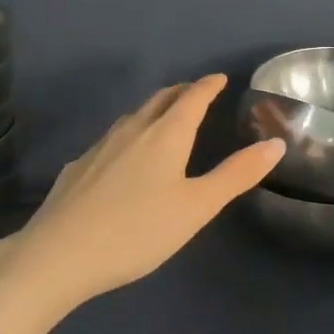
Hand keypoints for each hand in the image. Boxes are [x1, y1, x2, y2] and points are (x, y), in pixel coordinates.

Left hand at [0, 74, 282, 315]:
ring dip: (153, 110)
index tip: (220, 78)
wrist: (57, 255)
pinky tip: (123, 157)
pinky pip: (111, 139)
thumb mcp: (197, 207)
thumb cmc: (137, 230)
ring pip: (132, 117)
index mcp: (166, 135)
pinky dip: (129, 135)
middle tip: (196, 92)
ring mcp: (99, 147)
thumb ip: (237, 175)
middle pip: (160, 100)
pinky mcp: (77, 168)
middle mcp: (132, 131)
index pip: (192, 98)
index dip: (208, 86)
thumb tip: (276, 143)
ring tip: (164, 117)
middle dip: (181, 92)